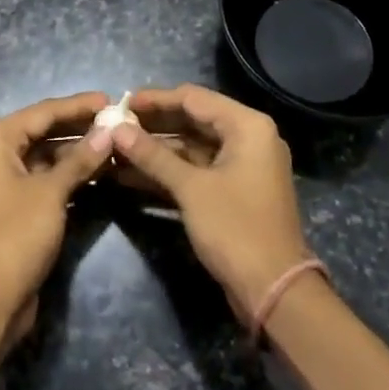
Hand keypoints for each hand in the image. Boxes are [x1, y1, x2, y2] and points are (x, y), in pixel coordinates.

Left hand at [0, 92, 110, 340]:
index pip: (42, 112)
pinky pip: (47, 179)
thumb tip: (109, 131)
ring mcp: (5, 182)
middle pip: (43, 131)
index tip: (110, 99)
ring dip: (78, 153)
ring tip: (115, 145)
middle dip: (79, 128)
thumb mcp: (51, 193)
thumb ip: (79, 160)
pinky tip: (101, 173)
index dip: (77, 105)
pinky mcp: (17, 206)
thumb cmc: (16, 235)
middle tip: (117, 121)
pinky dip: (70, 175)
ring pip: (47, 156)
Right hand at [113, 85, 313, 321]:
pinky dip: (168, 172)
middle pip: (193, 120)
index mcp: (247, 126)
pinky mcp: (233, 192)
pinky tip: (130, 175)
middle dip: (153, 126)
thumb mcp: (191, 188)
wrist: (274, 291)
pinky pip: (196, 170)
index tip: (121, 102)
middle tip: (114, 126)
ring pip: (191, 148)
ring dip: (156, 151)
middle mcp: (248, 139)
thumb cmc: (235, 228)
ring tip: (115, 150)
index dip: (156, 99)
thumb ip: (152, 155)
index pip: (194, 98)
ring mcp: (241, 167)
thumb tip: (116, 130)